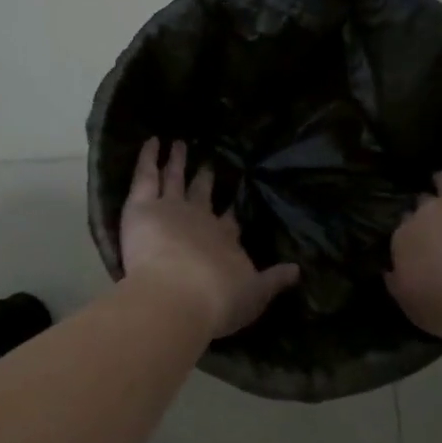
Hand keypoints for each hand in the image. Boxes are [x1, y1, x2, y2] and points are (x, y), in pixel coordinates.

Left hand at [120, 138, 299, 339]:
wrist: (180, 296)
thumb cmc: (216, 301)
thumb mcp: (254, 296)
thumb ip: (274, 281)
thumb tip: (298, 270)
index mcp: (225, 239)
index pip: (229, 221)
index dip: (230, 212)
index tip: (233, 202)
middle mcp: (201, 217)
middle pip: (202, 194)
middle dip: (205, 179)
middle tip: (208, 165)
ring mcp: (171, 207)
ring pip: (174, 178)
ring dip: (177, 161)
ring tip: (179, 144)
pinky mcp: (143, 206)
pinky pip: (146, 175)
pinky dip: (149, 157)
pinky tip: (152, 141)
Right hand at [386, 123, 441, 340]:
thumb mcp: (418, 310)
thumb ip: (401, 287)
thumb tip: (390, 271)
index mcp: (404, 242)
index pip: (404, 236)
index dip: (414, 243)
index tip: (423, 252)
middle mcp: (425, 213)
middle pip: (422, 208)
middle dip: (427, 213)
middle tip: (437, 224)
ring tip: (441, 178)